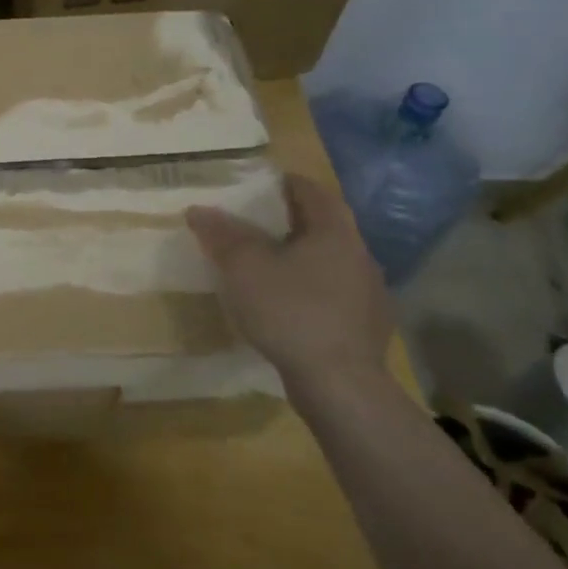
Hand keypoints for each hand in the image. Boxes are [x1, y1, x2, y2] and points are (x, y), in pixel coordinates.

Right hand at [186, 173, 394, 396]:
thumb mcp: (244, 268)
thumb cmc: (291, 311)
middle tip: (257, 224)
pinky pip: (335, 296)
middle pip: (325, 226)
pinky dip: (312, 291)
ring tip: (270, 267)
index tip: (262, 184)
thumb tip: (199, 210)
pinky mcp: (367, 329)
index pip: (314, 192)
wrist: (340, 385)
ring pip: (332, 262)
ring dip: (304, 259)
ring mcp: (369, 295)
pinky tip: (290, 308)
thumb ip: (222, 235)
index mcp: (336, 232)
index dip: (287, 183)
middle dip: (292, 222)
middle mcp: (360, 256)